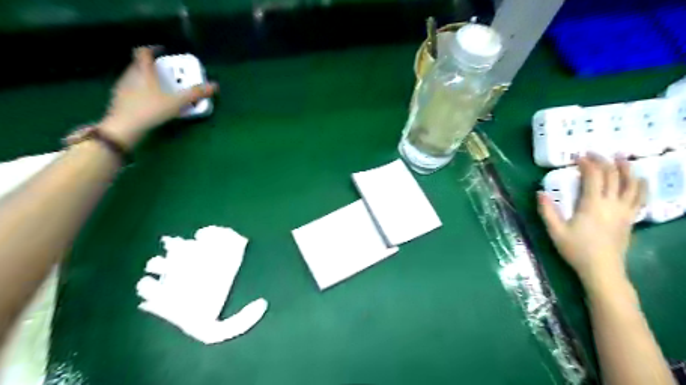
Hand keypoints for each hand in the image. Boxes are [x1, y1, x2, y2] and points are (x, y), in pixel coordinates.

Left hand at [97, 46, 216, 148]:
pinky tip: (152, 104)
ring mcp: (123, 88)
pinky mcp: (121, 101)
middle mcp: (130, 76)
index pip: (143, 52)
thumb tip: (214, 85)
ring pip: (136, 79)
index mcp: (143, 71)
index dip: (152, 49)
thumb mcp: (177, 102)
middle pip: (140, 65)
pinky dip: (143, 93)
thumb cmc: (150, 109)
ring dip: (148, 81)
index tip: (163, 51)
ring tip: (162, 90)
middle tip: (168, 74)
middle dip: (154, 68)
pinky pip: (133, 91)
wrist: (124, 127)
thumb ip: (195, 93)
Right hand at [538, 155, 645, 287]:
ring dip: (627, 168)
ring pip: (631, 184)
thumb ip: (547, 211)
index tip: (578, 157)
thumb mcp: (555, 231)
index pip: (594, 177)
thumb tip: (540, 192)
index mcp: (593, 205)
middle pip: (613, 176)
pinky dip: (640, 185)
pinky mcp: (630, 219)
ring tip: (622, 157)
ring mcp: (624, 211)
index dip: (587, 164)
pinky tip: (639, 180)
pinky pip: (640, 198)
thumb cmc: (576, 250)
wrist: (602, 270)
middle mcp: (612, 204)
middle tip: (594, 153)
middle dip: (604, 161)